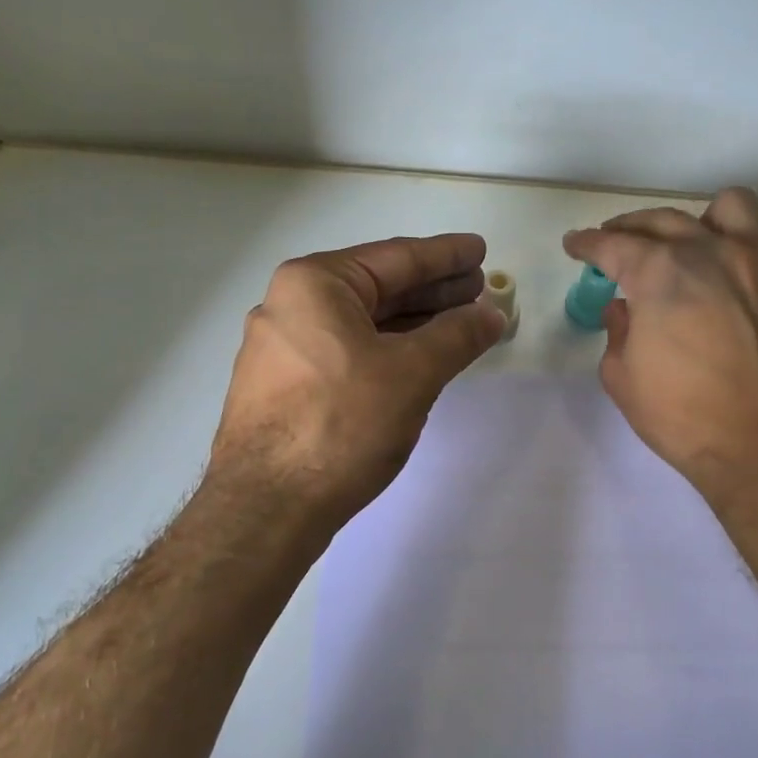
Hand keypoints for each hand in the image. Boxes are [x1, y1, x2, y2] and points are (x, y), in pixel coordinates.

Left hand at [210, 233, 505, 528]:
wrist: (267, 507)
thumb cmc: (341, 424)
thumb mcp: (411, 373)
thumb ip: (456, 336)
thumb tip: (491, 314)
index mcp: (315, 284)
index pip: (396, 258)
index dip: (445, 256)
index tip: (479, 249)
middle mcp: (290, 306)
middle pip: (376, 288)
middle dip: (431, 289)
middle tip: (478, 288)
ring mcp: (282, 349)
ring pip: (361, 323)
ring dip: (411, 322)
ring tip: (458, 322)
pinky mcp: (284, 387)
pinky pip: (346, 352)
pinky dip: (385, 350)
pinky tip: (416, 358)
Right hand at [563, 187, 757, 509]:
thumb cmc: (687, 419)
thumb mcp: (624, 380)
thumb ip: (618, 333)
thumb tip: (624, 310)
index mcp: (661, 274)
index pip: (614, 244)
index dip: (588, 243)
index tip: (575, 245)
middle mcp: (711, 253)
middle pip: (663, 220)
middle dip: (629, 228)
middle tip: (614, 243)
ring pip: (726, 209)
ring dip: (693, 220)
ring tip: (682, 243)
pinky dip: (731, 247)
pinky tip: (721, 278)